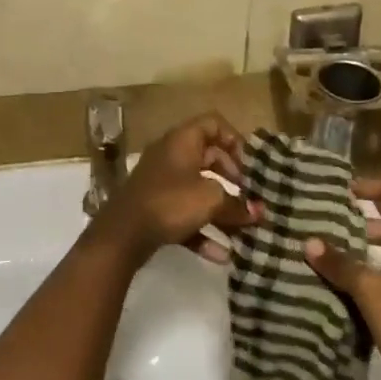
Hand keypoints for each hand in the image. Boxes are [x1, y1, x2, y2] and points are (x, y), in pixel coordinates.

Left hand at [90, 114, 259, 265]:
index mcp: (182, 140)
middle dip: (233, 178)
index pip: (213, 124)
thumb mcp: (210, 199)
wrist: (122, 234)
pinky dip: (203, 230)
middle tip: (249, 196)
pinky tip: (223, 255)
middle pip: (209, 157)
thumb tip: (258, 212)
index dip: (235, 140)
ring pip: (198, 189)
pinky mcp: (155, 209)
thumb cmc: (170, 202)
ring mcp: (161, 182)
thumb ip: (237, 204)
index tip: (249, 166)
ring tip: (244, 228)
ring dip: (221, 209)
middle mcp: (171, 155)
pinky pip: (185, 215)